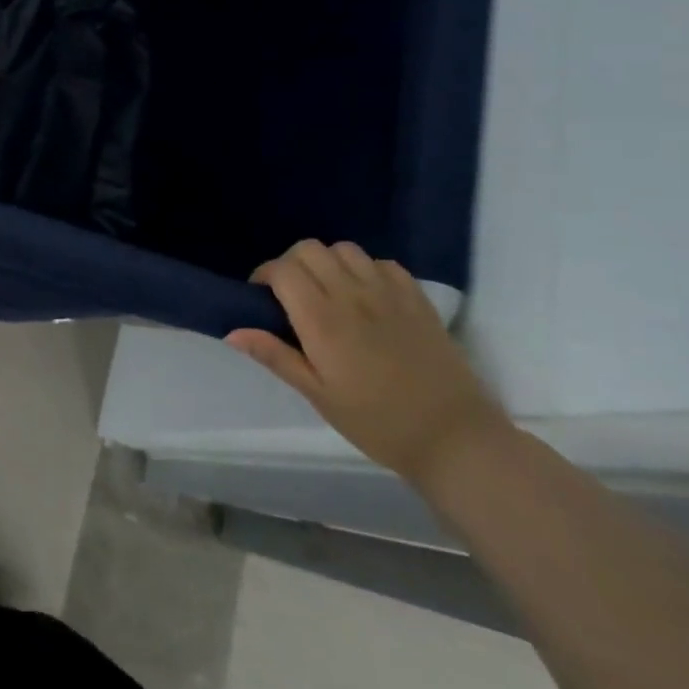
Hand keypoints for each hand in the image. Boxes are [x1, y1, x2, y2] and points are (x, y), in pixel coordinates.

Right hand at [225, 240, 512, 486]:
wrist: (455, 439)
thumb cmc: (377, 422)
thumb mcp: (318, 395)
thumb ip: (275, 356)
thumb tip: (232, 332)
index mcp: (322, 320)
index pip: (283, 270)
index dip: (264, 275)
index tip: (261, 298)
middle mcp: (353, 296)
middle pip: (310, 250)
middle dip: (291, 264)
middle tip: (290, 295)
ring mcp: (390, 294)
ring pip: (345, 250)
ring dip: (328, 263)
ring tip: (327, 291)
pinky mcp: (418, 300)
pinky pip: (382, 263)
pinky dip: (365, 269)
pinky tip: (365, 296)